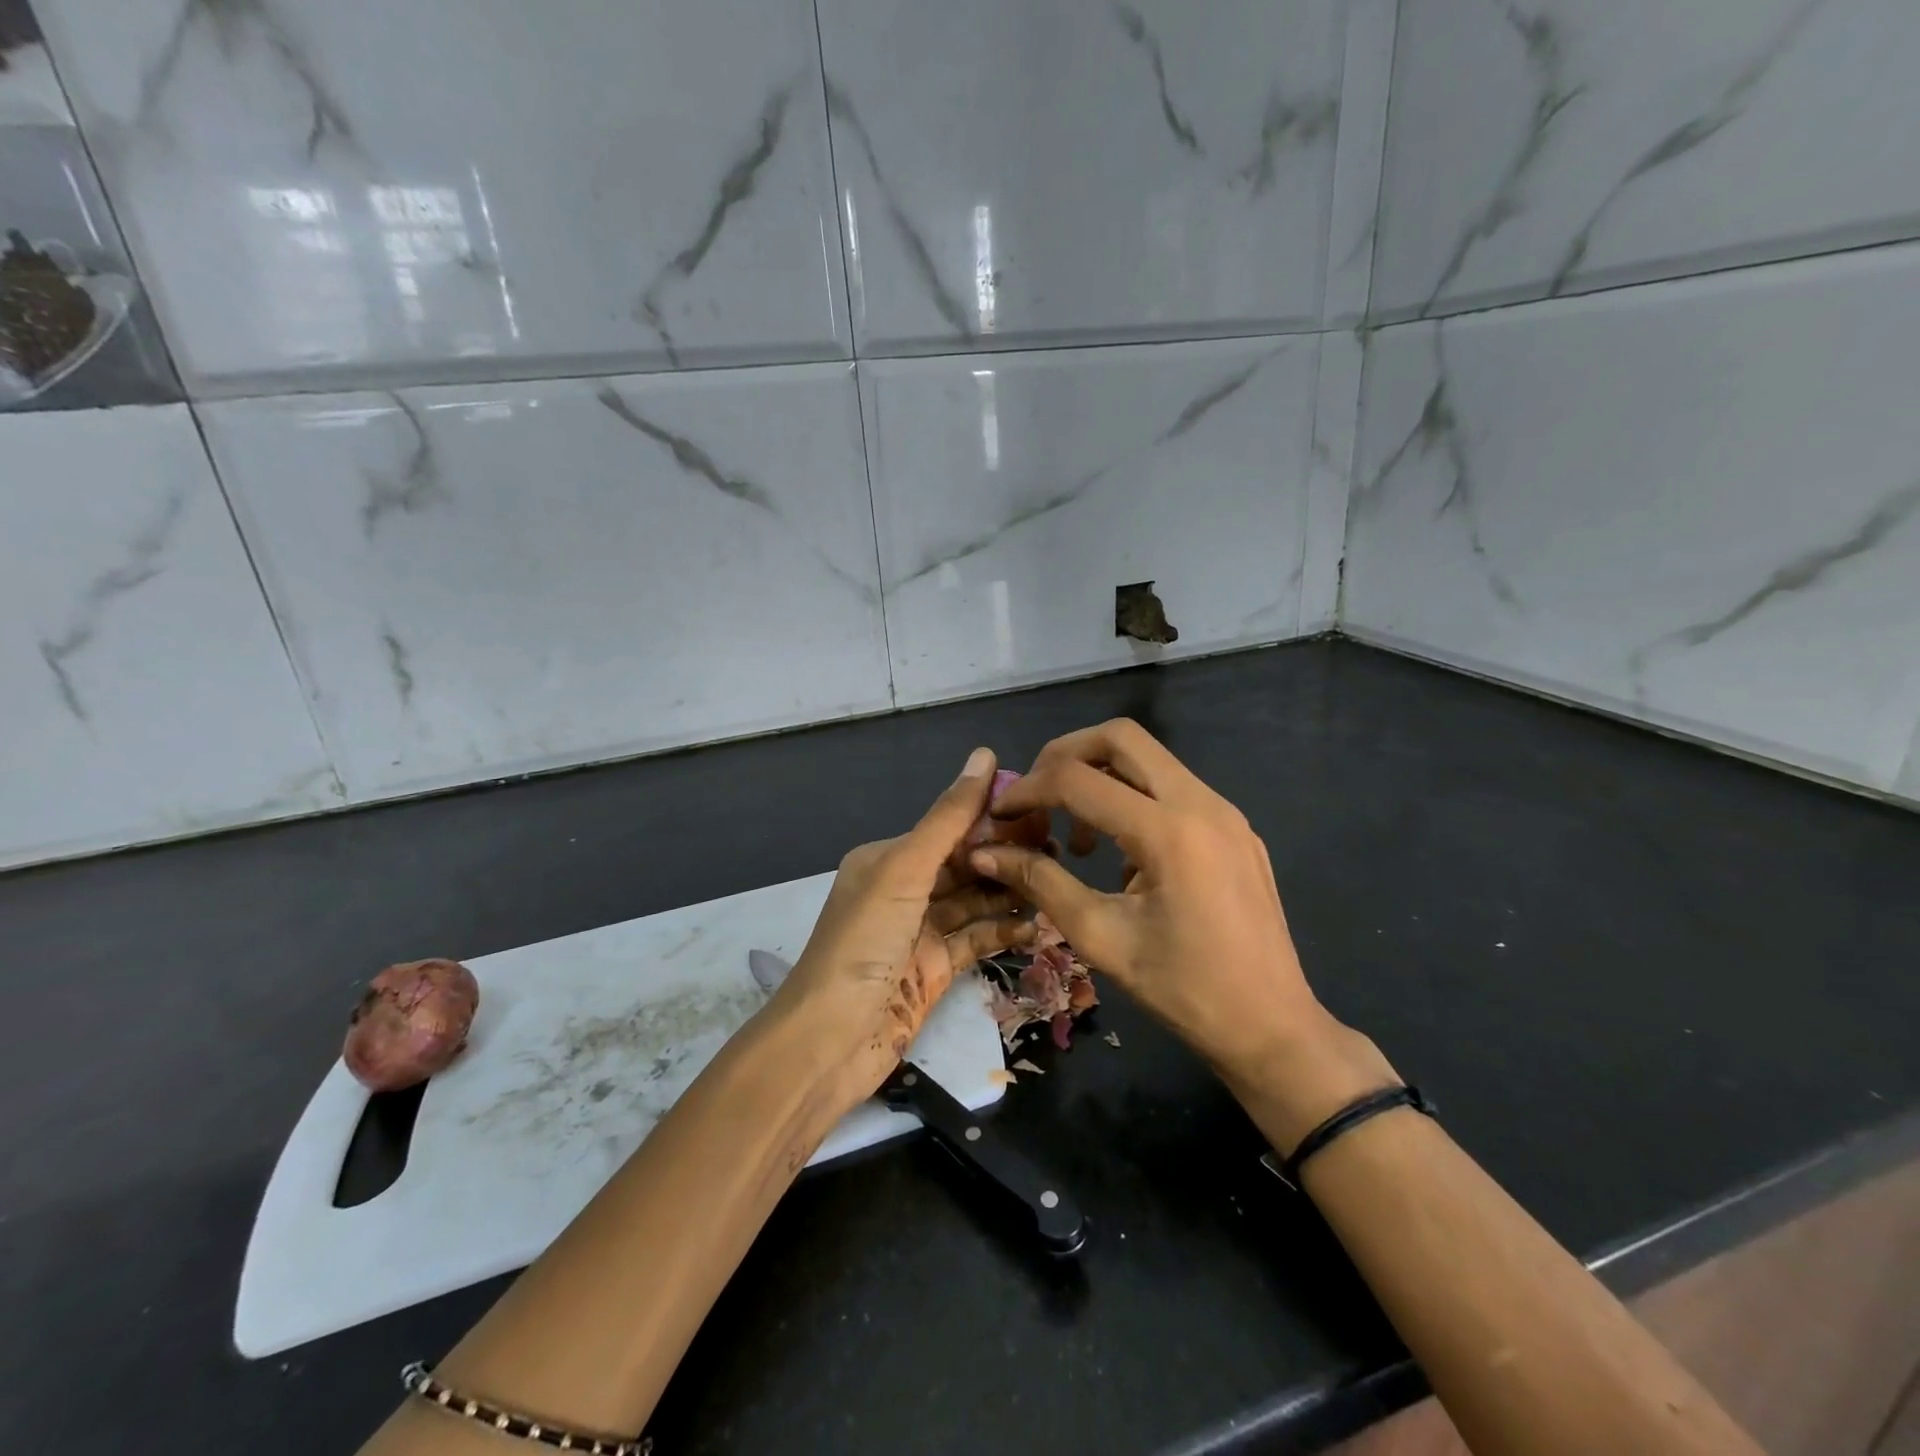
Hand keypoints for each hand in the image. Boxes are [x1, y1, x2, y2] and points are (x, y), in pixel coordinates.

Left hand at [772, 747, 1037, 1109]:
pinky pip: (977, 940)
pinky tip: (1040, 925)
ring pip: (975, 902)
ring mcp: (920, 932)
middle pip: (965, 863)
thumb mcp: (904, 871)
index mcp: (888, 857)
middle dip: (1007, 855)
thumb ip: (949, 818)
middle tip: (1061, 848)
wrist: (830, 1040)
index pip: (949, 826)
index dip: (992, 816)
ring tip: (1058, 883)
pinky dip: (1004, 932)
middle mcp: (903, 888)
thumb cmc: (864, 942)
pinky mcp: (934, 970)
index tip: (1043, 809)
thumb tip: (985, 754)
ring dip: (1011, 893)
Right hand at [969, 720, 1394, 1146]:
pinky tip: (1121, 852)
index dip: (1029, 790)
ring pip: (1149, 758)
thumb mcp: (1101, 938)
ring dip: (1101, 776)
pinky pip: (1172, 788)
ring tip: (1077, 837)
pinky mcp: (1235, 827)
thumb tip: (985, 853)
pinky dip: (1133, 797)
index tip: (1001, 815)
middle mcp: (1202, 803)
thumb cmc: (1183, 991)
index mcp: (1169, 832)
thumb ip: (1040, 883)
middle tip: (1036, 795)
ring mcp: (1225, 811)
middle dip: (1066, 755)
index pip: (1078, 779)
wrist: (1272, 1027)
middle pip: (1120, 737)